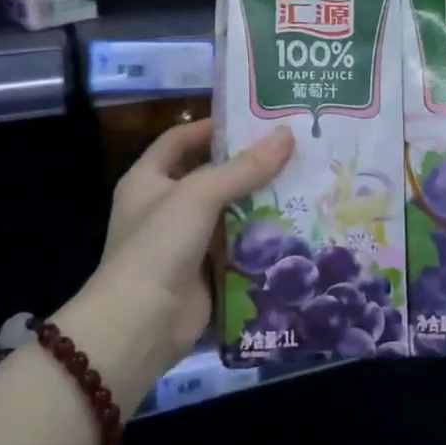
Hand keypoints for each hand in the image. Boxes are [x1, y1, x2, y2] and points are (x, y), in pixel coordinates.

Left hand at [88, 118, 293, 374]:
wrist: (140, 325)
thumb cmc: (159, 245)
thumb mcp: (198, 195)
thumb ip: (244, 168)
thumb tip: (287, 135)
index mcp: (149, 179)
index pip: (181, 139)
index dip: (214, 126)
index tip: (255, 119)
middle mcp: (165, 206)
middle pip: (212, 176)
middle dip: (248, 166)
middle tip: (293, 151)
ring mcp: (186, 241)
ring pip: (230, 213)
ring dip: (261, 202)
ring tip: (304, 182)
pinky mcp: (206, 272)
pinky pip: (238, 247)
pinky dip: (261, 239)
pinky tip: (297, 226)